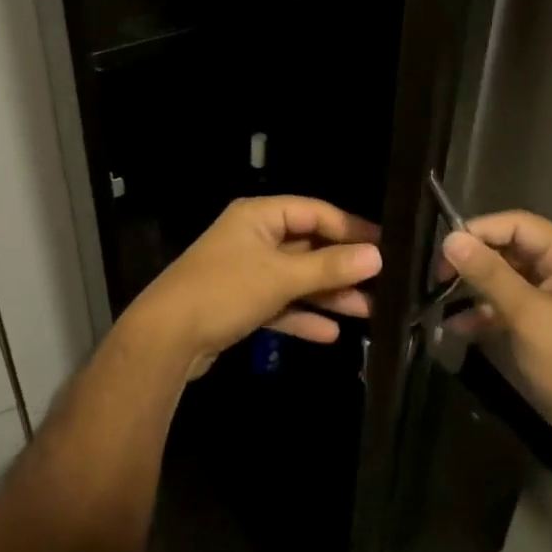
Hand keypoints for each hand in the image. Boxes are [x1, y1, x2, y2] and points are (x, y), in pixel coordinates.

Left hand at [125, 196, 381, 378]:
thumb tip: (376, 255)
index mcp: (258, 216)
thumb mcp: (281, 277)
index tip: (385, 248)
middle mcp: (252, 237)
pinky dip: (302, 316)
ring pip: (296, 278)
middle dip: (342, 267)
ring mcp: (245, 271)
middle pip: (307, 246)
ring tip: (369, 311)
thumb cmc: (224, 292)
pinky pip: (279, 304)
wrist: (166, 338)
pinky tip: (330, 333)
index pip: (314, 212)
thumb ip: (329, 266)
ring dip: (328, 294)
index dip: (350, 228)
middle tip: (383, 285)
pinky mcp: (239, 303)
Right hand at [441, 211, 551, 473]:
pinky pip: (509, 305)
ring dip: (474, 288)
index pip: (517, 224)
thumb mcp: (527, 316)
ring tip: (440, 299)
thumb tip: (450, 238)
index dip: (479, 231)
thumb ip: (488, 274)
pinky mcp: (545, 325)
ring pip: (505, 278)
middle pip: (509, 248)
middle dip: (473, 261)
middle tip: (438, 278)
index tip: (444, 251)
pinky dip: (484, 313)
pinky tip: (457, 327)